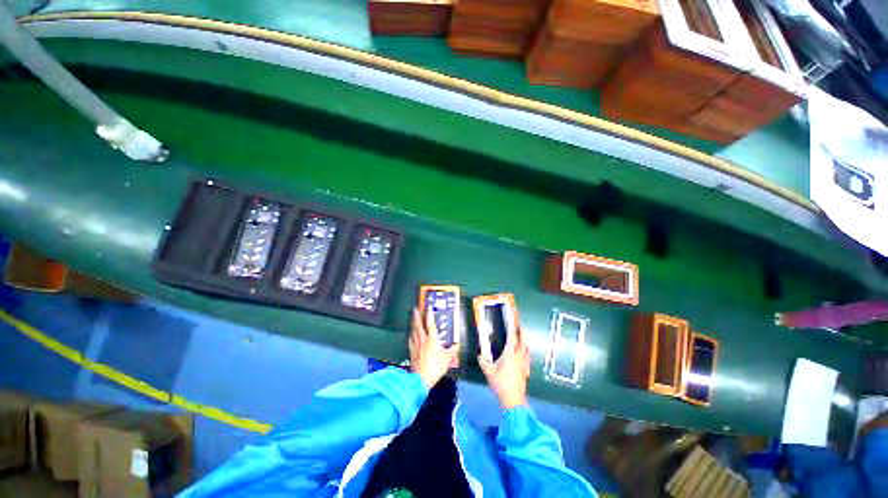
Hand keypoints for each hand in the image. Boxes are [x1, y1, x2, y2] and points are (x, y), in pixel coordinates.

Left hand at [409, 308, 460, 388]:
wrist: (421, 378)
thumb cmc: (435, 366)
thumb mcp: (447, 358)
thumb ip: (453, 350)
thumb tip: (458, 344)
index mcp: (432, 339)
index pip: (431, 324)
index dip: (430, 315)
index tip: (428, 308)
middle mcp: (422, 339)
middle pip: (419, 325)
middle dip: (417, 316)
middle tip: (415, 309)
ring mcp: (416, 345)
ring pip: (413, 331)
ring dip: (413, 324)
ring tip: (412, 319)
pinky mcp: (411, 352)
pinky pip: (411, 341)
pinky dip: (411, 336)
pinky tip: (410, 335)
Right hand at [479, 329, 530, 409]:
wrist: (514, 400)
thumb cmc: (500, 384)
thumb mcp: (488, 372)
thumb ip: (483, 362)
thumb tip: (479, 355)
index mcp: (509, 355)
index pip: (512, 339)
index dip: (513, 330)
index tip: (513, 322)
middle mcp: (518, 357)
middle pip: (523, 342)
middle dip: (522, 333)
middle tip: (520, 326)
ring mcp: (524, 364)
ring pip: (527, 349)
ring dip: (525, 342)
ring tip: (523, 338)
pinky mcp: (526, 371)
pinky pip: (528, 358)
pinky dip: (527, 353)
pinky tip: (525, 355)